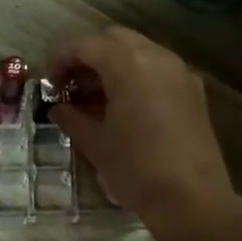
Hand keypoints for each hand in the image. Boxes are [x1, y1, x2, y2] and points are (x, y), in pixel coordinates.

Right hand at [46, 28, 235, 234]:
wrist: (192, 200)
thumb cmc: (136, 169)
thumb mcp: (95, 144)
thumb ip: (72, 118)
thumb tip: (58, 108)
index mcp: (129, 64)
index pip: (86, 45)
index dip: (61, 58)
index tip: (48, 82)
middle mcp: (158, 58)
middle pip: (114, 40)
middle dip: (88, 57)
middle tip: (70, 86)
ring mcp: (180, 73)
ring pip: (139, 53)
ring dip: (112, 66)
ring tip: (93, 99)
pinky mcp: (193, 93)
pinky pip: (158, 71)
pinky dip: (135, 77)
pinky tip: (123, 108)